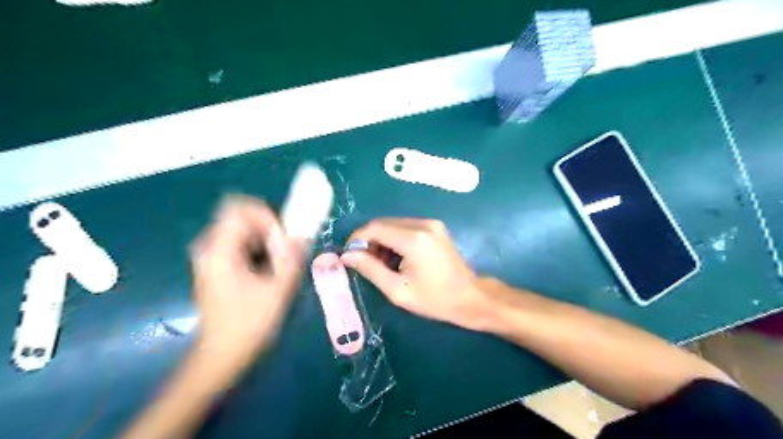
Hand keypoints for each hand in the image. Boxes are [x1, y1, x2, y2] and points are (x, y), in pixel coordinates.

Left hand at [191, 198, 306, 364]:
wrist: (222, 355)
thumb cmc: (248, 324)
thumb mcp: (277, 289)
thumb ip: (291, 257)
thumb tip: (301, 235)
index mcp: (219, 251)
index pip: (239, 209)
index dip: (266, 216)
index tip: (283, 237)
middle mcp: (209, 248)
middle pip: (242, 218)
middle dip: (269, 229)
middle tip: (285, 250)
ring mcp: (210, 258)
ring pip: (242, 231)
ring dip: (265, 240)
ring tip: (279, 263)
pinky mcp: (216, 267)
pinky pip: (240, 244)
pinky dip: (258, 249)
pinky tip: (268, 271)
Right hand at [342, 217, 490, 330]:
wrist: (471, 298)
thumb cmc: (434, 299)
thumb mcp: (398, 290)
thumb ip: (370, 269)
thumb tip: (347, 255)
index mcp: (413, 238)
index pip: (375, 228)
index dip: (357, 239)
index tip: (349, 255)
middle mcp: (423, 224)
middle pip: (384, 223)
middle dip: (369, 240)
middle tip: (364, 262)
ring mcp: (431, 224)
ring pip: (394, 224)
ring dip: (382, 240)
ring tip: (381, 264)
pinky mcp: (435, 227)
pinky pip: (406, 227)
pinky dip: (395, 239)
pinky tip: (396, 258)